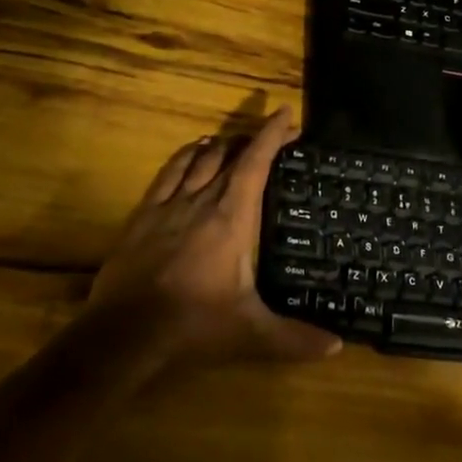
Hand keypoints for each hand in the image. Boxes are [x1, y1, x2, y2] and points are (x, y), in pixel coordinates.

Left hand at [88, 108, 339, 366]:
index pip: (256, 162)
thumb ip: (295, 338)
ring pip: (198, 158)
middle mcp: (202, 200)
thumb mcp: (251, 334)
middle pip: (229, 154)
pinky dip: (185, 156)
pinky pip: (167, 172)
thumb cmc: (194, 326)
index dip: (272, 135)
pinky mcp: (143, 215)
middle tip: (270, 137)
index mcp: (232, 218)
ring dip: (220, 145)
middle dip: (252, 139)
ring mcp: (168, 205)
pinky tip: (191, 154)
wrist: (124, 334)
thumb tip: (337, 346)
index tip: (285, 115)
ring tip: (234, 142)